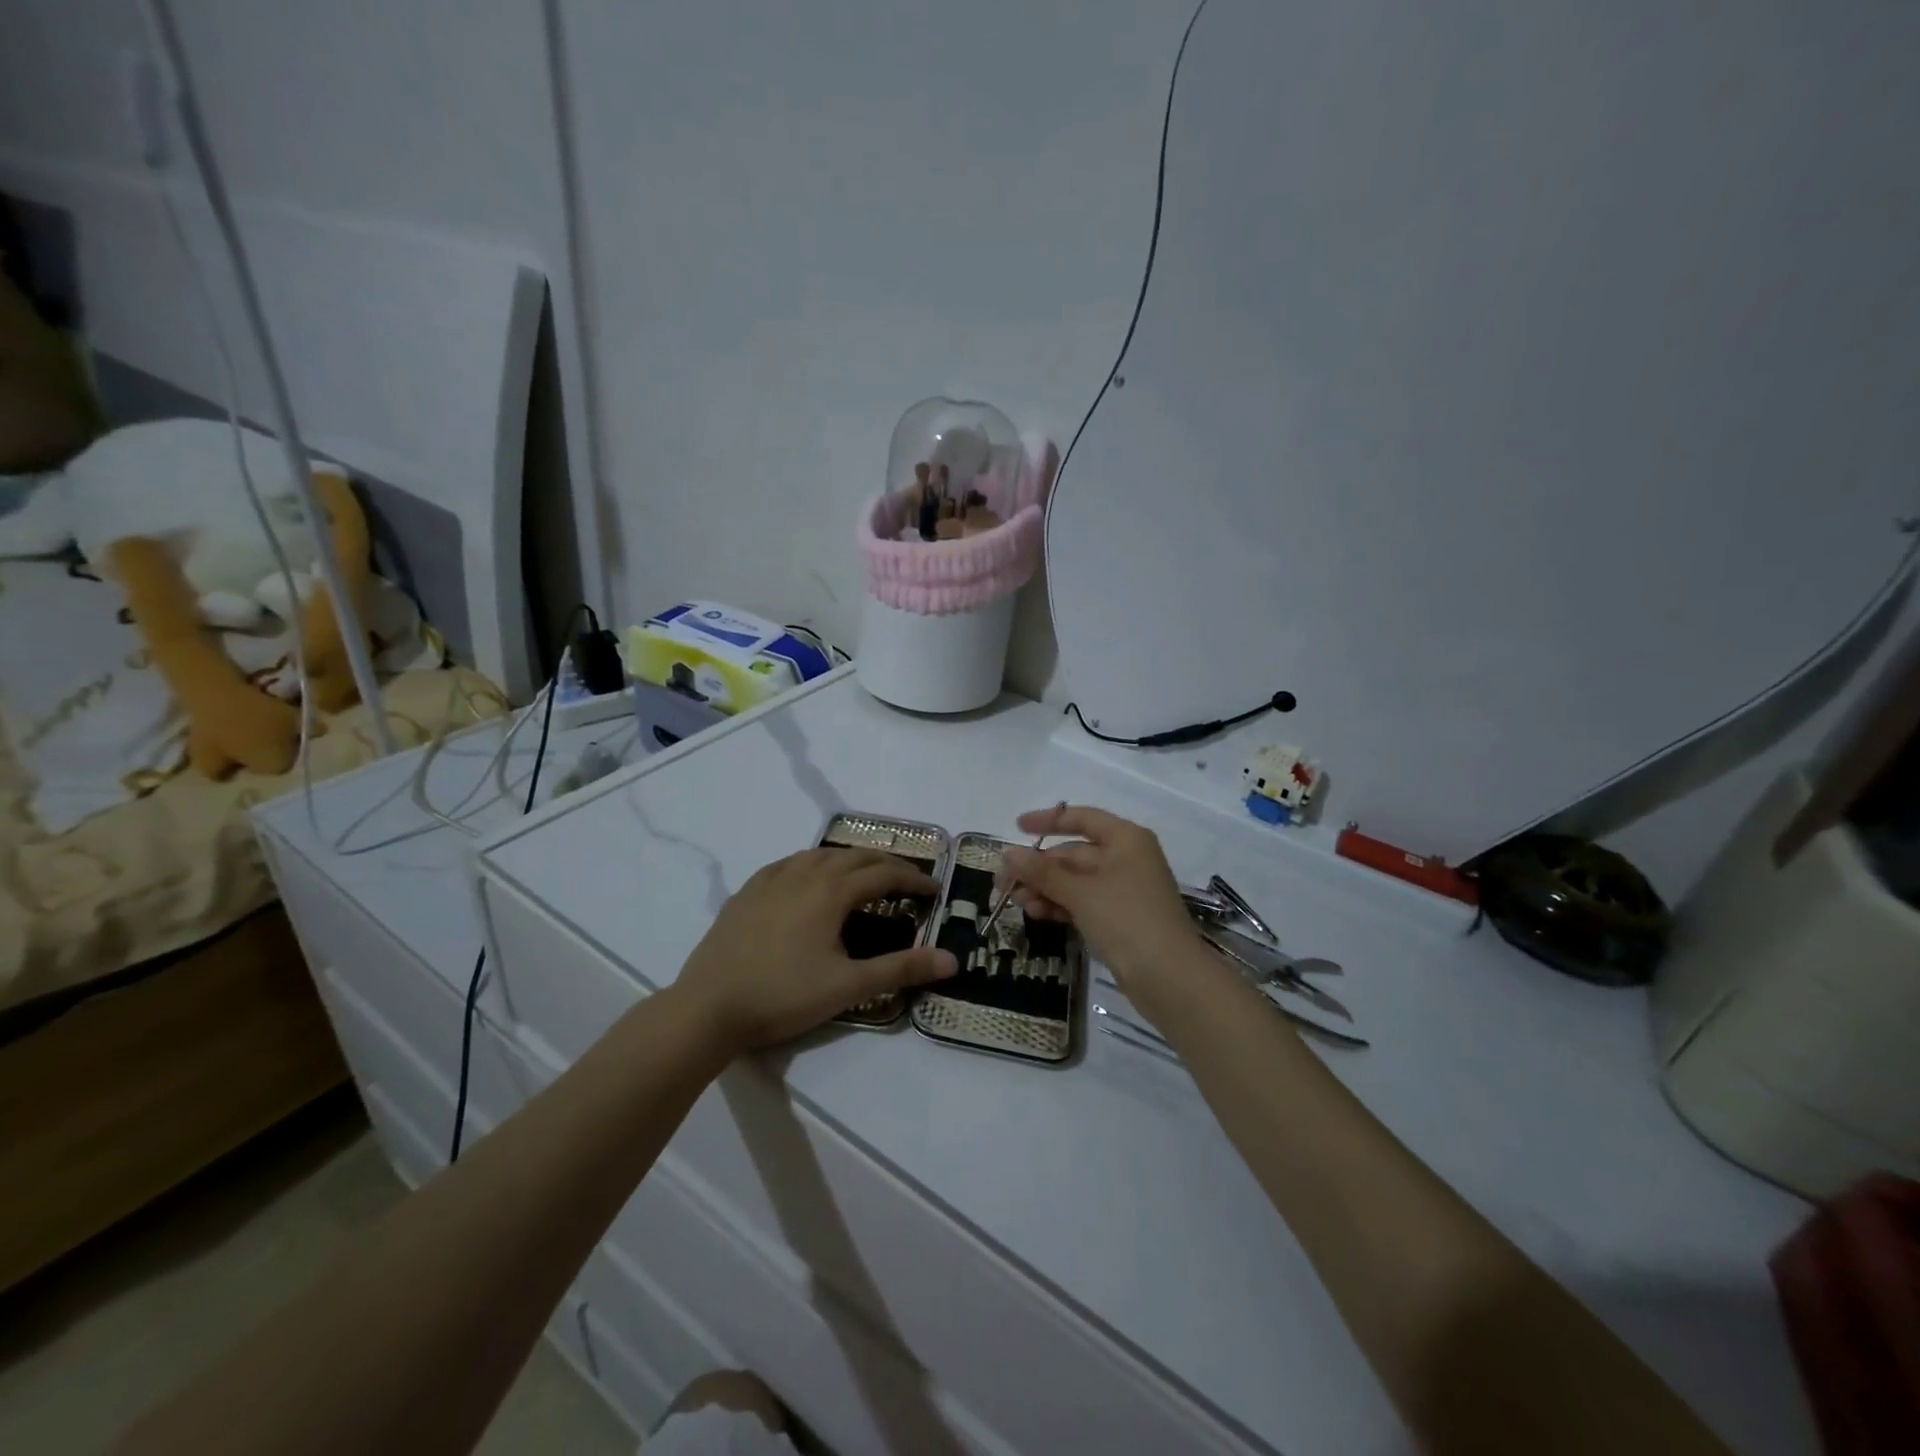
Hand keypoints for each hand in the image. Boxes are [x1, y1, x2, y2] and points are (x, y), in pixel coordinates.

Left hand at [677, 848, 956, 1051]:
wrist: (707, 1007)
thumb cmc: (782, 996)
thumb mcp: (848, 987)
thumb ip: (901, 969)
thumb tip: (951, 960)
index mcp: (830, 891)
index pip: (883, 874)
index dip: (913, 880)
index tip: (934, 890)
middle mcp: (803, 874)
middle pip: (854, 857)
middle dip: (886, 864)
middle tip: (907, 881)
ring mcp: (771, 880)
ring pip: (820, 855)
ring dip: (850, 860)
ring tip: (865, 874)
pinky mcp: (747, 892)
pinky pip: (789, 863)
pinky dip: (814, 864)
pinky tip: (809, 877)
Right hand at [997, 805, 1203, 1014]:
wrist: (1170, 978)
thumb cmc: (1127, 920)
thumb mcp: (1080, 892)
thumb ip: (1042, 871)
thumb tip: (1008, 853)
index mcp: (1125, 839)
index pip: (1082, 818)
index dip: (1048, 820)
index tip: (1017, 827)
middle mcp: (1126, 858)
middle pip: (1074, 853)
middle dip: (1038, 867)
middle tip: (1003, 882)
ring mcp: (1124, 889)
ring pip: (1075, 880)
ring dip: (1044, 888)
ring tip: (1014, 902)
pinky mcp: (1120, 918)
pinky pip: (1083, 902)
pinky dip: (1059, 905)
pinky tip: (1035, 913)